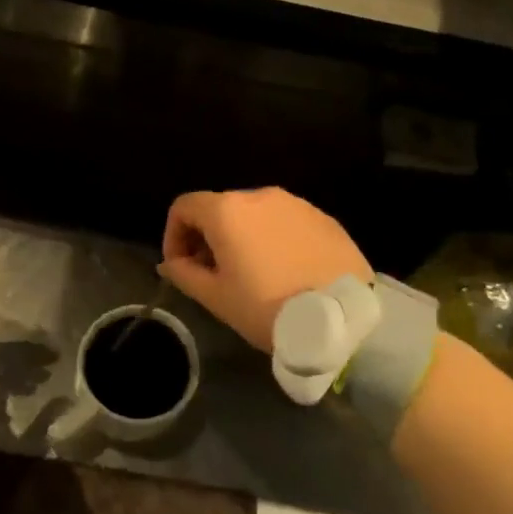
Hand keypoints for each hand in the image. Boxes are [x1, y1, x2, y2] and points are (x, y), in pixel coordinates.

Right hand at [160, 188, 369, 351]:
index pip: (184, 207)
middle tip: (212, 273)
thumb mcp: (216, 297)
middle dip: (207, 236)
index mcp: (227, 211)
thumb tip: (171, 263)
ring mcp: (295, 203)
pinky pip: (284, 221)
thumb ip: (184, 274)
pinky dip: (272, 238)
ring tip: (250, 273)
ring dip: (241, 236)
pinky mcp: (322, 217)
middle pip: (219, 207)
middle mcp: (259, 195)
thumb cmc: (267, 307)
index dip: (173, 234)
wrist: (341, 317)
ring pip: (253, 214)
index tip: (180, 266)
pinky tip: (283, 270)